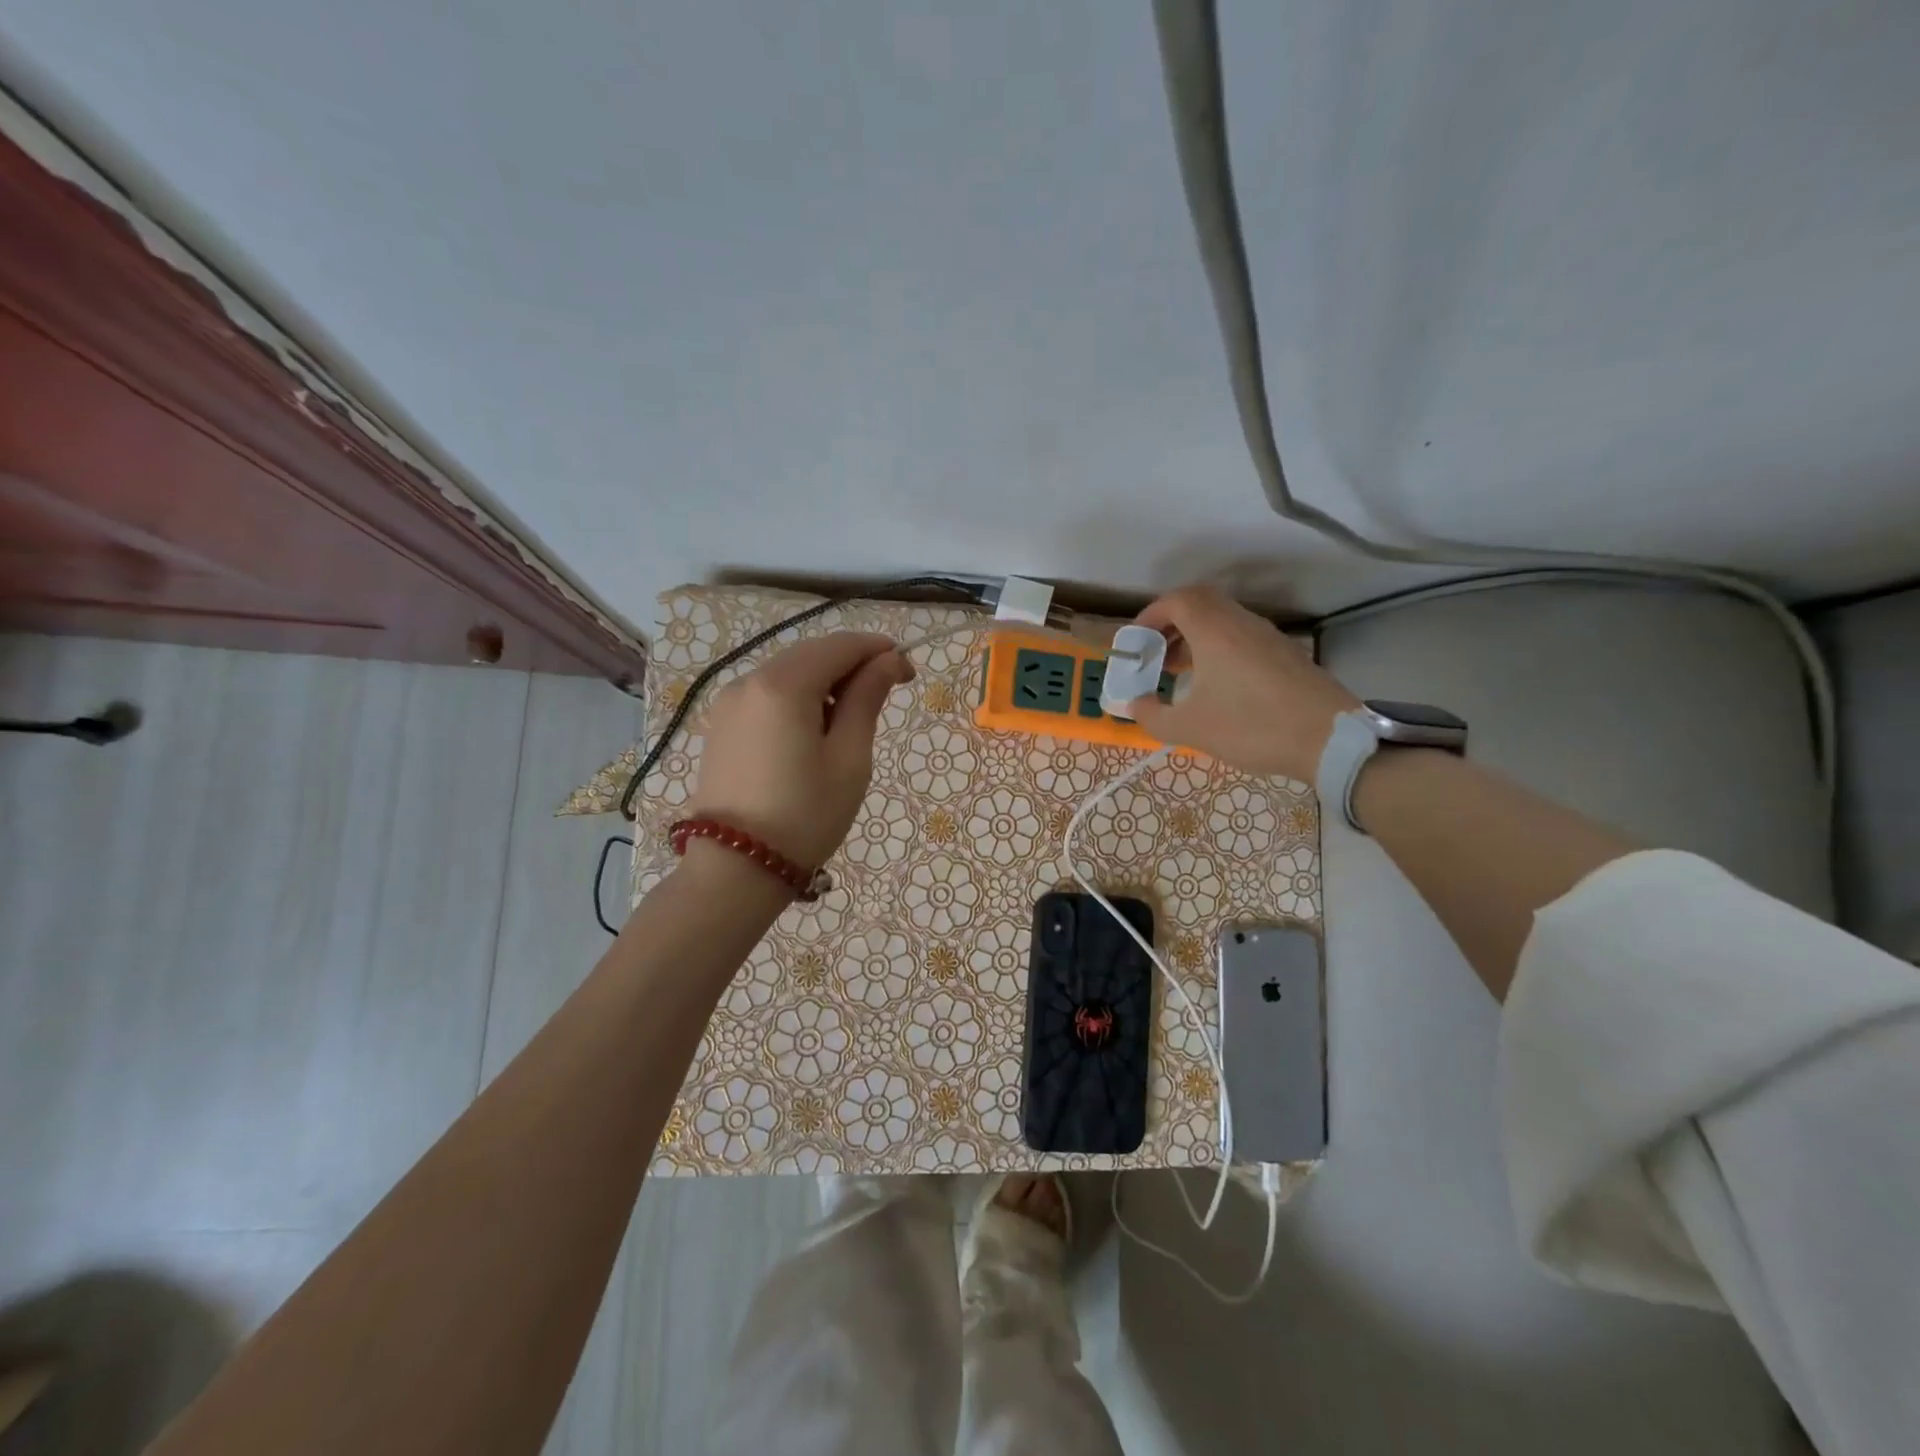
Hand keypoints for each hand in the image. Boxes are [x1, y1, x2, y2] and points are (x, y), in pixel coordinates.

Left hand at [689, 632, 913, 868]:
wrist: (735, 870)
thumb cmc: (805, 815)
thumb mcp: (849, 758)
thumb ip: (867, 699)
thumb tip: (888, 661)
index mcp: (783, 685)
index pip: (840, 646)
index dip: (879, 651)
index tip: (909, 674)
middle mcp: (749, 680)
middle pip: (812, 654)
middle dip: (852, 665)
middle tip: (885, 698)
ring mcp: (729, 702)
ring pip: (789, 673)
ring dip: (825, 683)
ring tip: (848, 724)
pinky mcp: (721, 725)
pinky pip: (768, 694)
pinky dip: (798, 699)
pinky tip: (813, 733)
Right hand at [1125, 583, 1359, 782]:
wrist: (1329, 740)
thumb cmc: (1252, 727)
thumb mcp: (1190, 728)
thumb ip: (1152, 715)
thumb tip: (1136, 704)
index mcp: (1215, 631)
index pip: (1177, 600)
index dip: (1151, 615)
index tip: (1136, 641)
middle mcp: (1242, 623)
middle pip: (1200, 604)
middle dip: (1171, 625)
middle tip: (1156, 654)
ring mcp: (1268, 637)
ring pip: (1223, 621)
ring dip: (1195, 638)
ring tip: (1180, 672)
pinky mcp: (1285, 654)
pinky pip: (1242, 638)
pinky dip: (1219, 649)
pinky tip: (1215, 686)